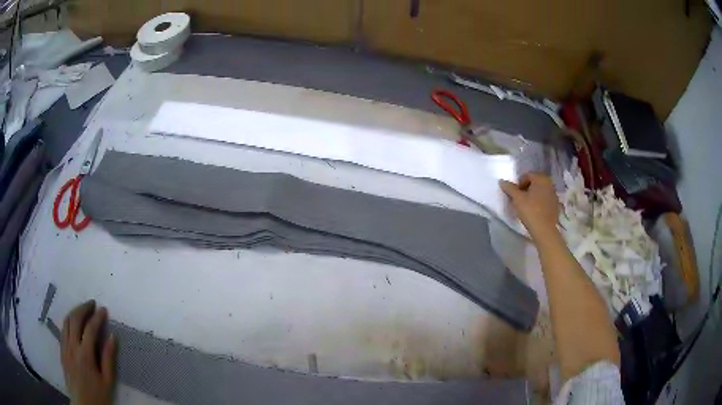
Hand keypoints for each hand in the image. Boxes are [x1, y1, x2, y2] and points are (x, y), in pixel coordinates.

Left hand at [61, 300, 115, 404]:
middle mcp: (72, 347)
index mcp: (85, 355)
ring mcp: (65, 348)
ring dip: (74, 312)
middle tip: (92, 304)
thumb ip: (109, 358)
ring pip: (66, 322)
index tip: (103, 309)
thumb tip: (112, 337)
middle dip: (83, 308)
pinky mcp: (61, 351)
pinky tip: (74, 324)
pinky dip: (68, 322)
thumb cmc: (98, 396)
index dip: (97, 317)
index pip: (90, 329)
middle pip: (74, 319)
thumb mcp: (108, 381)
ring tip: (83, 310)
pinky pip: (62, 330)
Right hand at [500, 173, 559, 239]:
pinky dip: (540, 202)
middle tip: (520, 199)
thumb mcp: (517, 199)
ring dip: (534, 195)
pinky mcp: (556, 205)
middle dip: (526, 189)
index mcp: (541, 178)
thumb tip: (502, 181)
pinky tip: (535, 211)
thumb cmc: (530, 210)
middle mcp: (550, 184)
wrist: (544, 230)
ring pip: (541, 191)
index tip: (515, 195)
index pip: (527, 176)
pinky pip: (546, 200)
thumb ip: (509, 188)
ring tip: (527, 206)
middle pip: (535, 183)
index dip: (519, 184)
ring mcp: (554, 195)